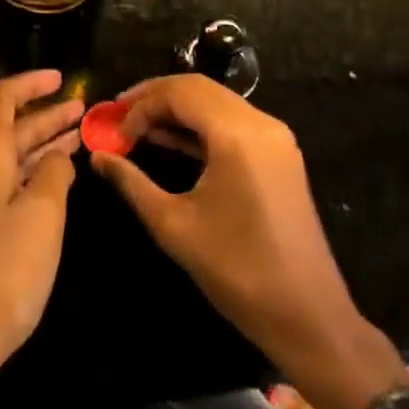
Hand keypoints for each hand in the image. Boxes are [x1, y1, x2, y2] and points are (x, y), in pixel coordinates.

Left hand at [0, 70, 83, 394]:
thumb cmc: (3, 268)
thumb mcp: (42, 214)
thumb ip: (54, 175)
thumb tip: (56, 159)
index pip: (2, 100)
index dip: (30, 83)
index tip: (61, 78)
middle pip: (10, 131)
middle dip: (46, 117)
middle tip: (83, 110)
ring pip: (12, 162)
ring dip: (44, 147)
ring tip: (78, 139)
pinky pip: (11, 189)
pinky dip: (36, 178)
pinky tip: (58, 187)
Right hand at [91, 75, 403, 408]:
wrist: (310, 319)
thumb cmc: (238, 272)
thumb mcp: (174, 226)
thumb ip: (132, 183)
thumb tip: (97, 156)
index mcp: (237, 134)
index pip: (179, 93)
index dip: (141, 104)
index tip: (113, 128)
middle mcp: (260, 123)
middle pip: (198, 89)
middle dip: (156, 98)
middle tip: (120, 115)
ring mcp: (274, 137)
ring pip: (215, 102)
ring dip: (177, 109)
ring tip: (139, 126)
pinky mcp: (279, 154)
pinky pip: (232, 122)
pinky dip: (200, 125)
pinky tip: (171, 140)